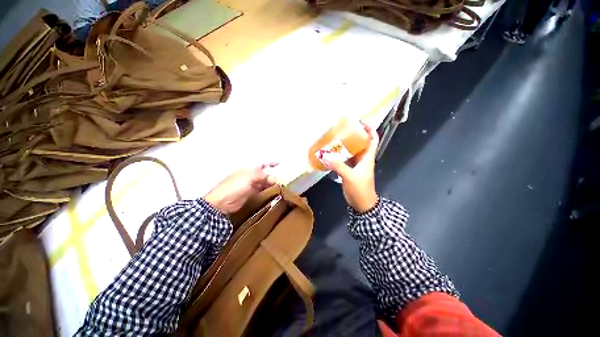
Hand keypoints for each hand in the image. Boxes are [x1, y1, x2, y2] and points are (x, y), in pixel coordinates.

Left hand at [204, 163, 277, 213]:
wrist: (222, 203)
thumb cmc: (234, 186)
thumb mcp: (249, 177)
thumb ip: (262, 176)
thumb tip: (273, 178)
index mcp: (248, 168)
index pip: (261, 163)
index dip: (270, 162)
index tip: (280, 163)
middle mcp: (250, 175)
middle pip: (264, 173)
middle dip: (272, 175)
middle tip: (281, 178)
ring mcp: (251, 184)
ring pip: (264, 181)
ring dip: (271, 182)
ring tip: (279, 184)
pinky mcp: (251, 193)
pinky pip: (261, 189)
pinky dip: (267, 189)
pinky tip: (272, 190)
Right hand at [322, 122, 378, 212]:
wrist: (362, 204)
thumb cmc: (360, 190)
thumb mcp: (350, 177)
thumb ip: (338, 166)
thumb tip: (325, 156)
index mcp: (367, 157)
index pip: (373, 139)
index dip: (369, 129)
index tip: (360, 122)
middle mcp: (362, 159)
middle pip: (360, 143)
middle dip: (352, 135)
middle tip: (341, 130)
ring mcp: (356, 165)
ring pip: (351, 151)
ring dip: (344, 146)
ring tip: (333, 140)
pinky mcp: (349, 171)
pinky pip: (344, 160)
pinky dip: (338, 156)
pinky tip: (330, 154)